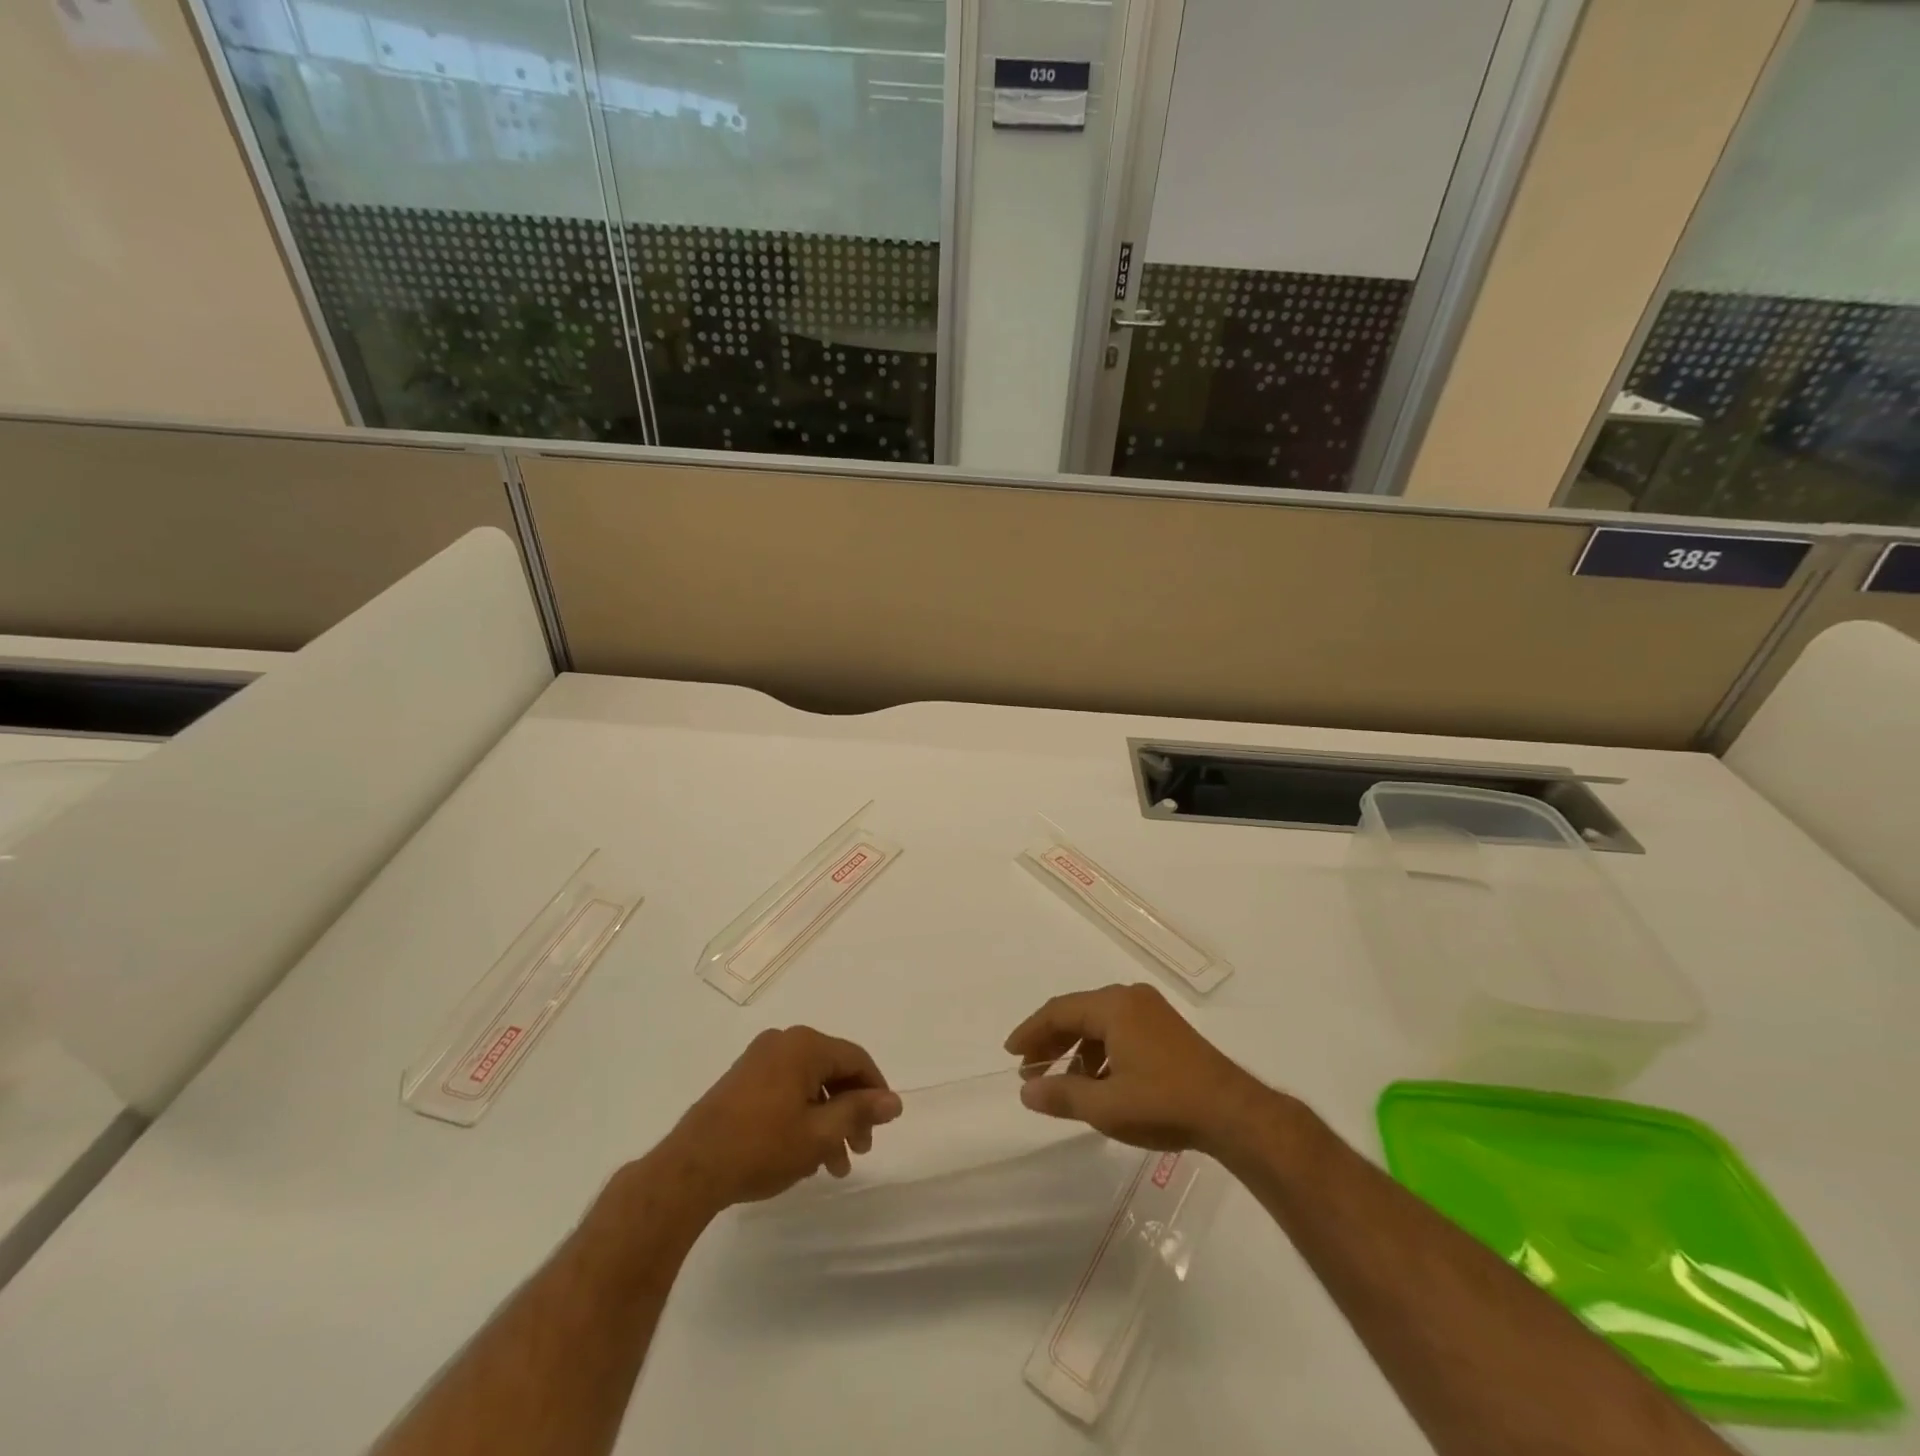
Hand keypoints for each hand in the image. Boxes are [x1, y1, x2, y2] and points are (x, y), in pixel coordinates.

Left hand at [663, 1027, 901, 1212]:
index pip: (856, 1059)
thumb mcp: (820, 1134)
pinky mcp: (742, 1080)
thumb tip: (893, 1101)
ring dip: (827, 1120)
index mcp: (805, 1045)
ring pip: (809, 1085)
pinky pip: (786, 1089)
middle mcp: (783, 1042)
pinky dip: (803, 1116)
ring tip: (833, 1165)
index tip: (884, 1126)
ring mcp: (759, 1059)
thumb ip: (859, 1112)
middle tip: (860, 1151)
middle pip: (832, 1071)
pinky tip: (804, 1153)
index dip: (876, 1091)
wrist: (691, 1169)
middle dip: (850, 1111)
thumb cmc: (762, 1147)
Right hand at [1003, 983, 1268, 1155]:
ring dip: (1075, 1049)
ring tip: (1061, 1082)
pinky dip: (1100, 1052)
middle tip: (1029, 1070)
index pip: (1059, 1011)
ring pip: (1099, 1023)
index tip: (1011, 1054)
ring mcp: (1150, 1011)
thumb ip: (1062, 1095)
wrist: (1233, 1113)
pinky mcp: (1165, 1029)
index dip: (1031, 1032)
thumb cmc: (1164, 1103)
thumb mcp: (1106, 1106)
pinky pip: (1119, 1030)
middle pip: (1077, 1013)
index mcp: (1113, 1006)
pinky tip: (1097, 1082)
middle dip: (1051, 1041)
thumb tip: (1026, 1091)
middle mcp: (1130, 998)